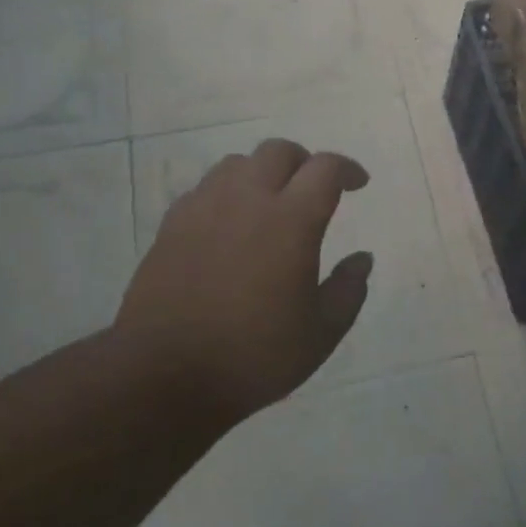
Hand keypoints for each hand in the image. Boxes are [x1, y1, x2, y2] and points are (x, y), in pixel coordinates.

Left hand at [115, 139, 372, 418]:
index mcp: (291, 220)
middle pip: (279, 151)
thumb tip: (362, 259)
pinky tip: (229, 226)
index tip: (358, 183)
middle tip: (313, 191)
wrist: (164, 375)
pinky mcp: (171, 225)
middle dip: (304, 162)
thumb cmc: (253, 356)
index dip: (347, 168)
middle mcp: (247, 199)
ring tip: (270, 204)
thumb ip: (348, 289)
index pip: (325, 168)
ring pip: (238, 163)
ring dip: (262, 174)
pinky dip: (227, 194)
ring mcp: (204, 208)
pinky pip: (205, 189)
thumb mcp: (321, 333)